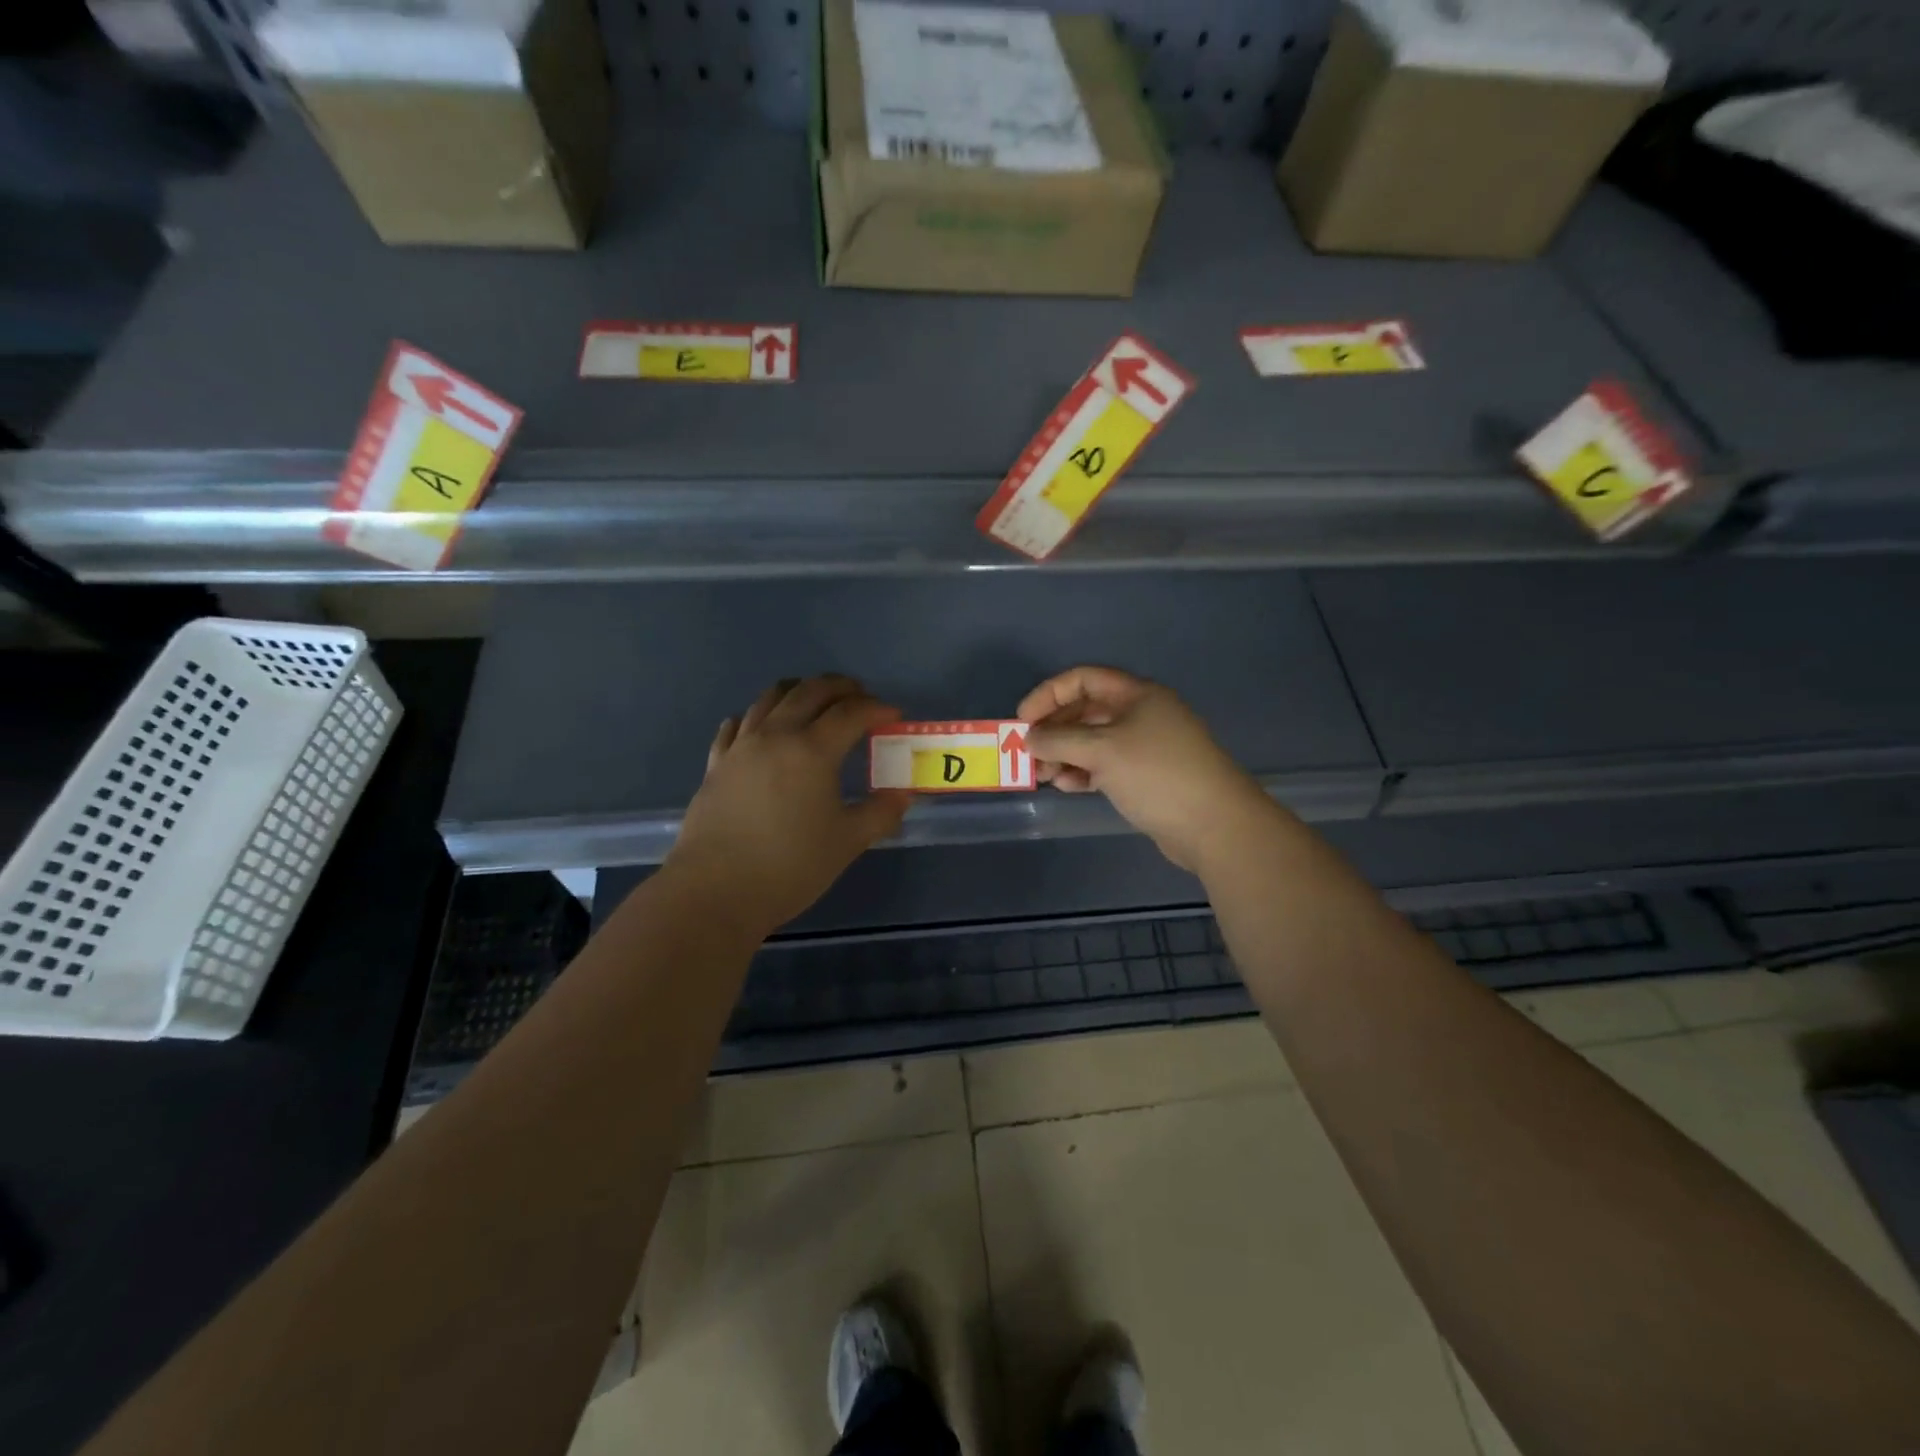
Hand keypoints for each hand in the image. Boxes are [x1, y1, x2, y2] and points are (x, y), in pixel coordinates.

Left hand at [668, 675, 911, 934]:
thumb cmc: (790, 866)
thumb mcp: (847, 842)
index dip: (876, 708)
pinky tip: (761, 728)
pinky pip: (737, 725)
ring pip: (770, 698)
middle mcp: (775, 735)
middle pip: (810, 691)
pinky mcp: (716, 764)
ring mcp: (740, 747)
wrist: (715, 892)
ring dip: (799, 691)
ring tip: (815, 702)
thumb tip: (901, 795)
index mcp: (812, 750)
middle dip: (840, 687)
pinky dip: (757, 717)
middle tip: (860, 696)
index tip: (894, 715)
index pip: (851, 713)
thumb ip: (880, 813)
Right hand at [1018, 666, 1273, 872]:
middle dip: (1054, 730)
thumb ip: (1059, 740)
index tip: (1023, 720)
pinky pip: (1105, 766)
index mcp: (1136, 695)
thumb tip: (1029, 738)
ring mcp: (1145, 746)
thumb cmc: (1156, 774)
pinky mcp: (1146, 776)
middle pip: (1086, 712)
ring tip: (1045, 775)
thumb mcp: (1102, 751)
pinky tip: (1067, 787)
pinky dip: (1083, 773)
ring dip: (1065, 755)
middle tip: (1028, 754)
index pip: (1083, 679)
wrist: (1214, 824)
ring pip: (1093, 742)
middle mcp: (1141, 714)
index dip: (1049, 695)